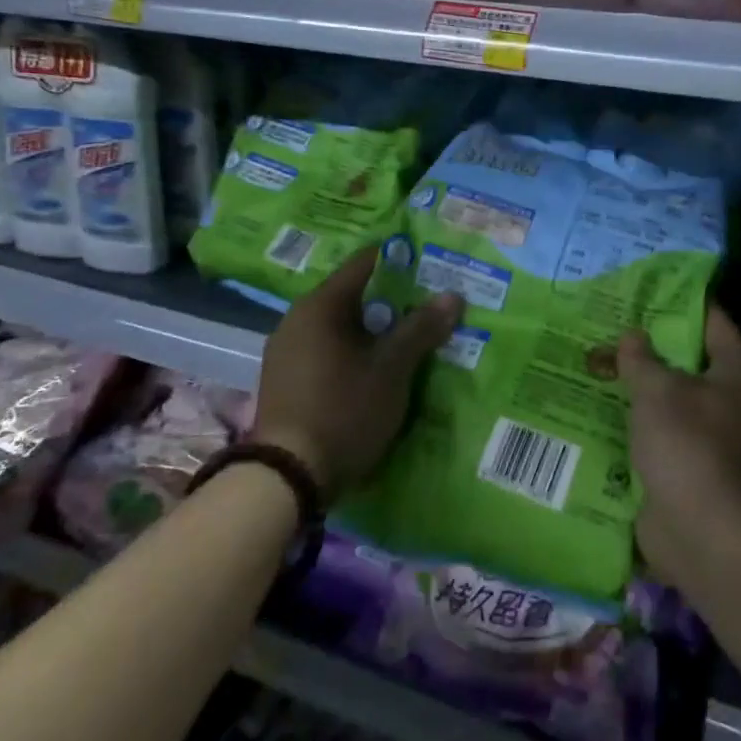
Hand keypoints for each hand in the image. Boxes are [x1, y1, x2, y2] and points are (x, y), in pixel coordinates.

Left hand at [253, 247, 462, 498]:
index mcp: (319, 306)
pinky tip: (380, 368)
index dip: (400, 261)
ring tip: (413, 338)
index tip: (432, 266)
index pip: (365, 263)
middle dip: (394, 300)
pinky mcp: (287, 381)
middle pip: (354, 296)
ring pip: (342, 327)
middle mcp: (297, 320)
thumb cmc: (343, 410)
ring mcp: (288, 352)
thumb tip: (453, 296)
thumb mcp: (392, 370)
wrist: (287, 478)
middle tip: (431, 306)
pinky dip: (356, 352)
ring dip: (376, 330)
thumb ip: (421, 329)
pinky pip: (329, 351)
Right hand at [618, 303, 740, 580]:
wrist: (700, 531)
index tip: (643, 290)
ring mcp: (713, 435)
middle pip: (688, 359)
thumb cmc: (687, 444)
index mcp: (738, 371)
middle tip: (609, 325)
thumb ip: (640, 358)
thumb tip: (631, 335)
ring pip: (671, 396)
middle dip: (649, 345)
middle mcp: (732, 399)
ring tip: (597, 361)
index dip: (678, 302)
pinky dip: (636, 420)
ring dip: (639, 385)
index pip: (711, 320)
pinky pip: (661, 430)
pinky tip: (600, 406)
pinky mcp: (690, 465)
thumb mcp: (658, 390)